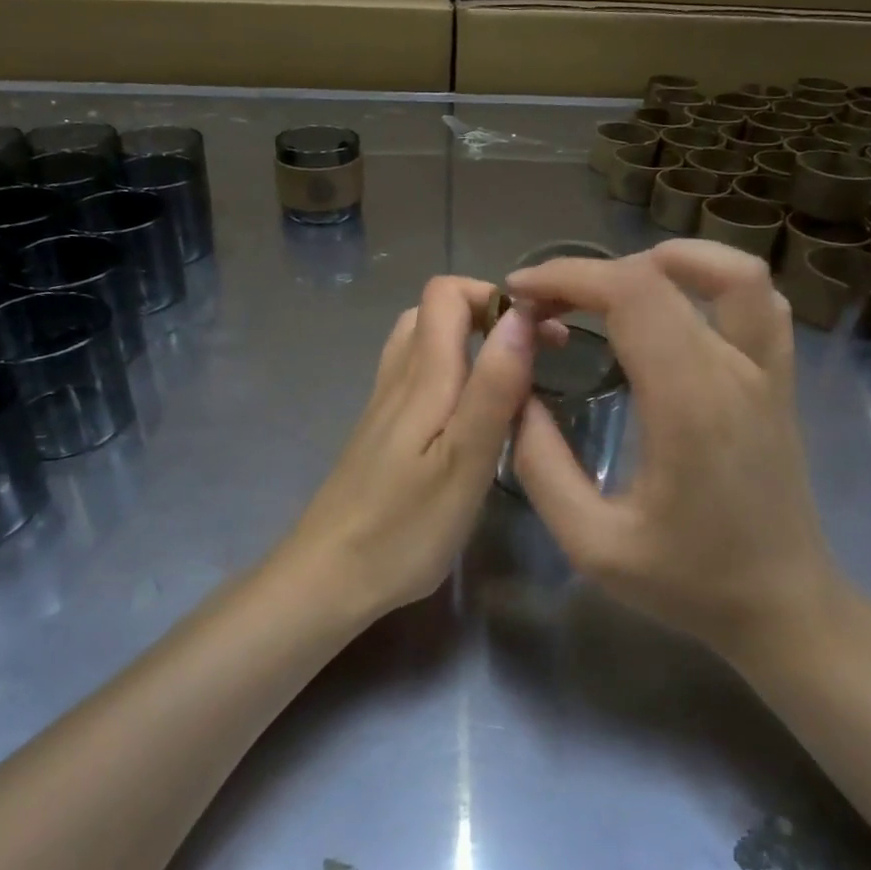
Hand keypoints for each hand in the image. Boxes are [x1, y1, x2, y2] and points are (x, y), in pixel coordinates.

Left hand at [280, 277, 542, 620]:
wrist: (329, 576)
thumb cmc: (405, 527)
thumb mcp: (465, 460)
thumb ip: (494, 386)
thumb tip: (520, 314)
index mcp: (422, 376)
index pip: (446, 293)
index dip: (494, 295)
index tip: (541, 328)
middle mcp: (398, 378)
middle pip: (433, 311)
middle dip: (487, 315)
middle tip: (531, 354)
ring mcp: (384, 405)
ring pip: (421, 343)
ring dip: (467, 342)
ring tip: (507, 378)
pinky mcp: (380, 432)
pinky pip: (415, 377)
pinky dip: (450, 372)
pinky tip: (469, 414)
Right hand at [505, 240, 841, 659]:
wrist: (783, 607)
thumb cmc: (689, 581)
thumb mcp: (592, 543)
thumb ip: (541, 465)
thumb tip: (516, 396)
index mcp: (688, 403)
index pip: (631, 294)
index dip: (568, 277)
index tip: (519, 294)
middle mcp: (734, 372)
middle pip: (663, 275)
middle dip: (590, 273)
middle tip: (544, 301)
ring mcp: (766, 372)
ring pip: (732, 273)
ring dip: (664, 261)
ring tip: (610, 288)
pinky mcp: (777, 381)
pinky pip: (759, 303)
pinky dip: (712, 281)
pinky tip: (673, 305)